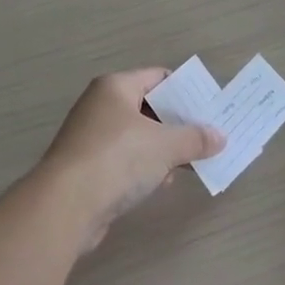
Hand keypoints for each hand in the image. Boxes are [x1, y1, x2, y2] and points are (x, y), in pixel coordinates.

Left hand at [38, 69, 224, 248]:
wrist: (64, 206)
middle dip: (176, 124)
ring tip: (188, 163)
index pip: (158, 77)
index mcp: (115, 87)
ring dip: (162, 149)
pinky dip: (143, 168)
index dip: (185, 92)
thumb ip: (195, 139)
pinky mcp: (86, 168)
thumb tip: (220, 137)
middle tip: (205, 137)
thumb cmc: (117, 159)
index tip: (208, 108)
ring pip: (136, 136)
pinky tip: (160, 183)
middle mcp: (100, 105)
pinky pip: (123, 160)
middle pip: (148, 107)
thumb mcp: (165, 146)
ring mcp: (90, 137)